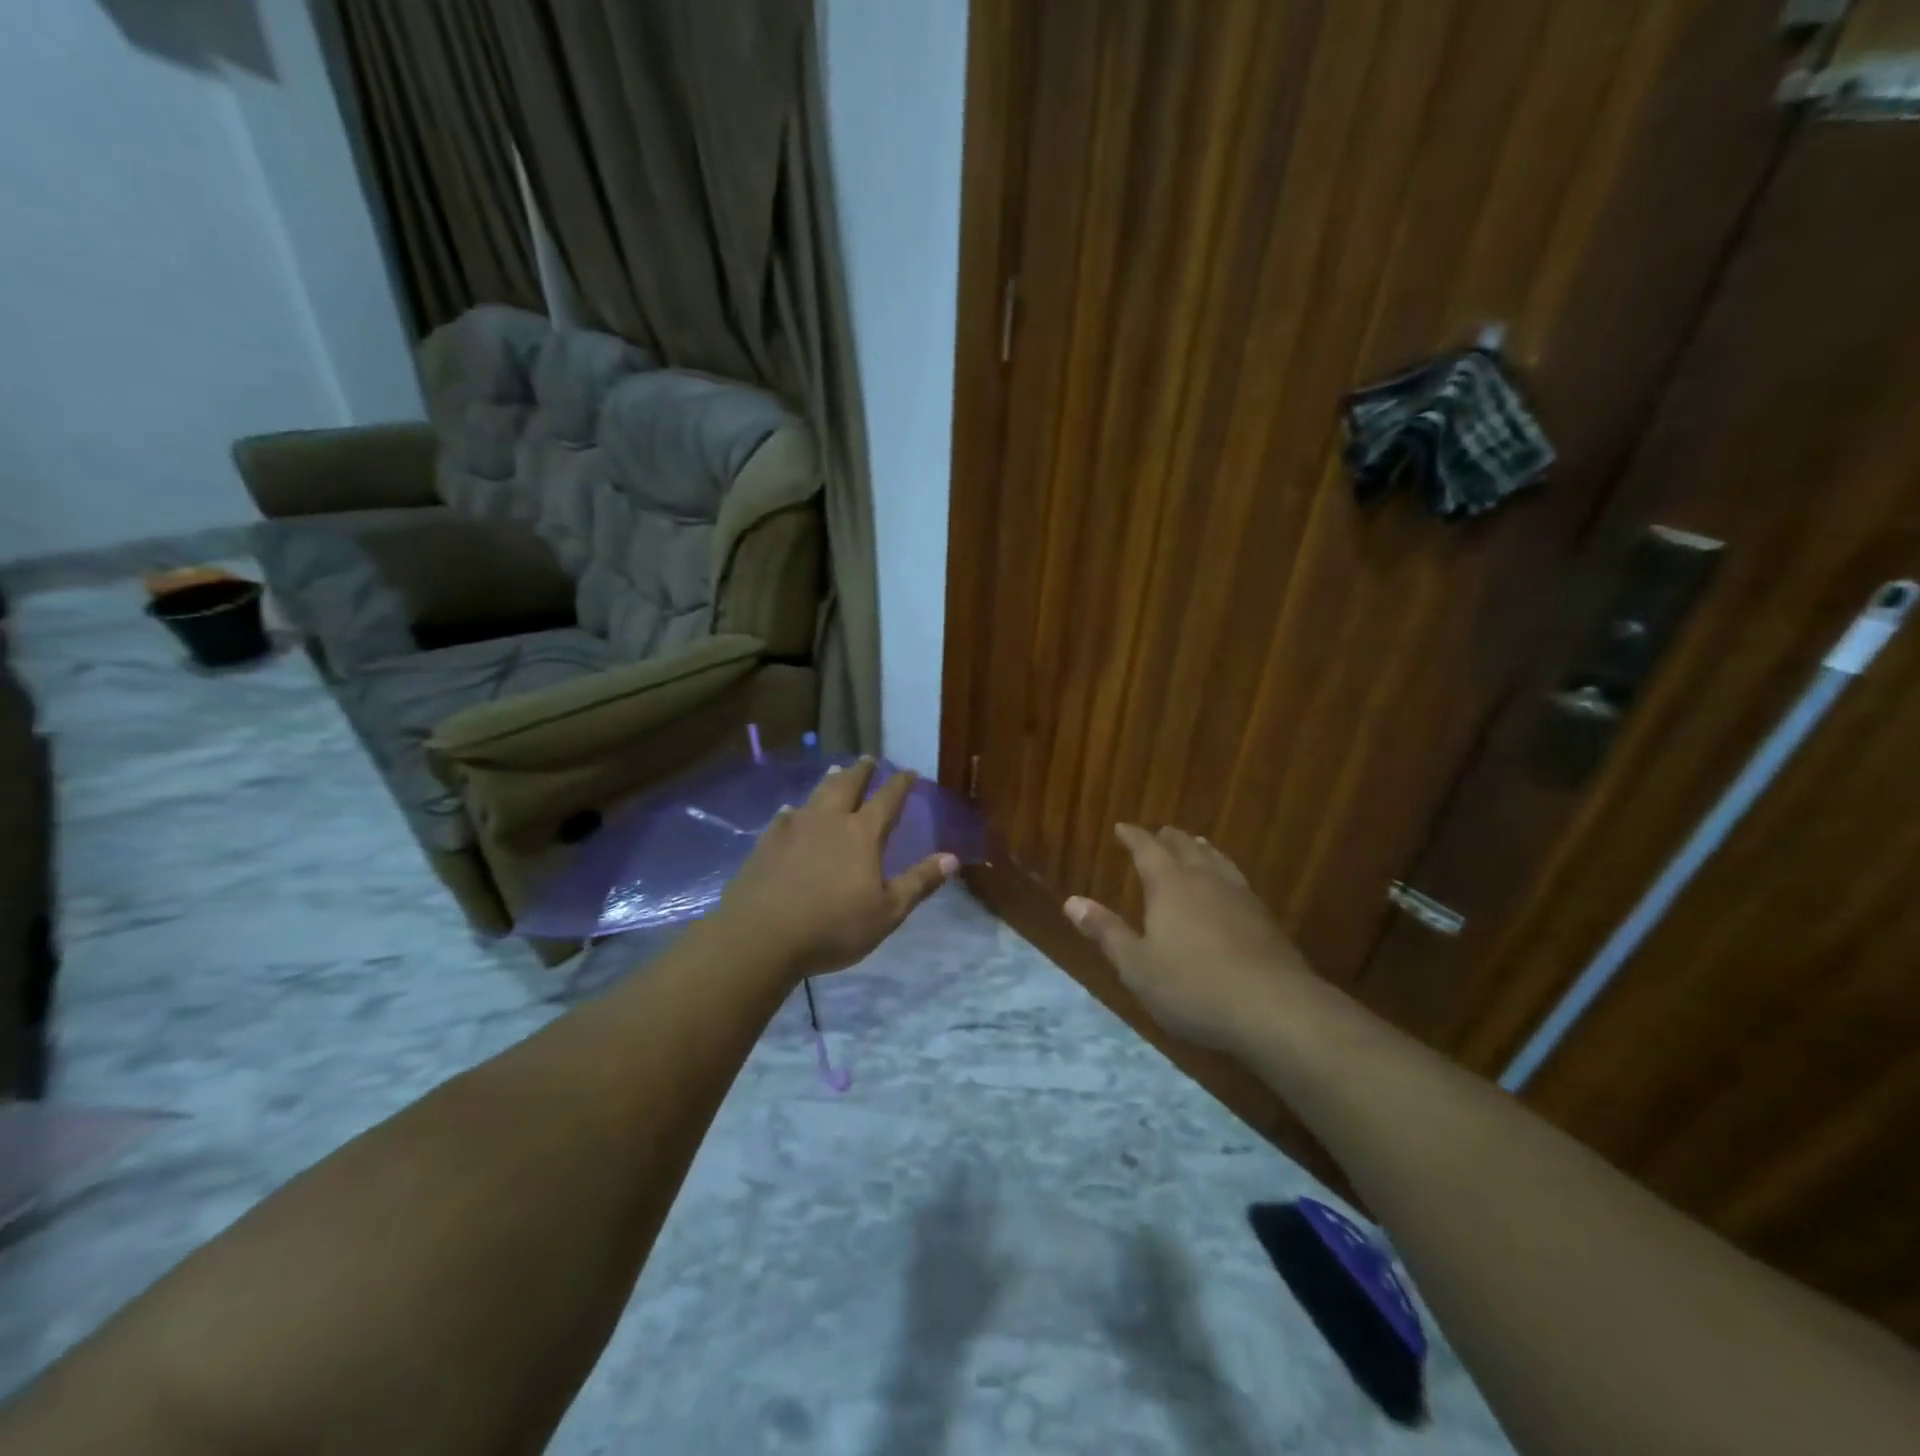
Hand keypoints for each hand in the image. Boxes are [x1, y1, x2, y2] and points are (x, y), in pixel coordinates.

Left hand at [716, 757, 957, 981]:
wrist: (761, 936)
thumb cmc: (833, 926)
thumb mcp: (887, 912)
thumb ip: (919, 882)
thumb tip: (952, 857)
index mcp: (862, 834)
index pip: (887, 799)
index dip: (900, 784)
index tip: (909, 772)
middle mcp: (829, 821)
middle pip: (848, 785)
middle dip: (862, 771)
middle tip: (869, 759)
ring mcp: (794, 828)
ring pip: (816, 795)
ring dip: (830, 781)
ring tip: (835, 770)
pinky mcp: (767, 843)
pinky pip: (784, 818)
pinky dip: (793, 811)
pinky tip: (790, 812)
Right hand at [1065, 825, 1316, 1052]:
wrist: (1274, 1008)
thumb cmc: (1193, 986)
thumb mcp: (1136, 966)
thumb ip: (1106, 932)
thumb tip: (1072, 901)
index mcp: (1170, 885)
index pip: (1147, 848)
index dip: (1133, 836)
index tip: (1122, 827)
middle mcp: (1205, 880)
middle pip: (1185, 847)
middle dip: (1168, 838)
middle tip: (1158, 832)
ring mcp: (1240, 896)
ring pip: (1217, 860)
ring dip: (1201, 849)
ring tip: (1196, 844)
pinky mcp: (1265, 918)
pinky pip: (1238, 880)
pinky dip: (1225, 872)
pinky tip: (1229, 888)